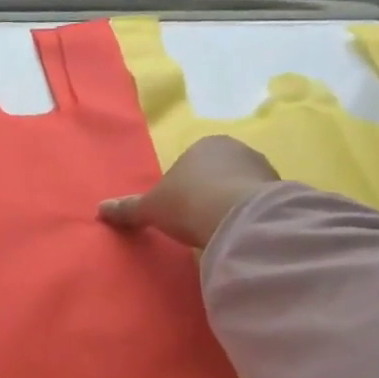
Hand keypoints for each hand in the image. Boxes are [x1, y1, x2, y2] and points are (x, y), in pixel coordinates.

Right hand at [98, 136, 280, 249]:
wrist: (238, 218)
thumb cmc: (188, 203)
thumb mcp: (151, 208)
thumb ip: (128, 208)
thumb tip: (100, 209)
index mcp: (203, 144)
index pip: (189, 162)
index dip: (181, 186)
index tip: (176, 210)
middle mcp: (235, 148)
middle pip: (215, 172)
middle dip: (207, 193)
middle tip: (195, 221)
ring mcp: (261, 167)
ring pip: (238, 186)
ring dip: (228, 204)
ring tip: (216, 230)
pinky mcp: (278, 190)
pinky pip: (256, 203)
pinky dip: (246, 215)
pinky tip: (236, 232)